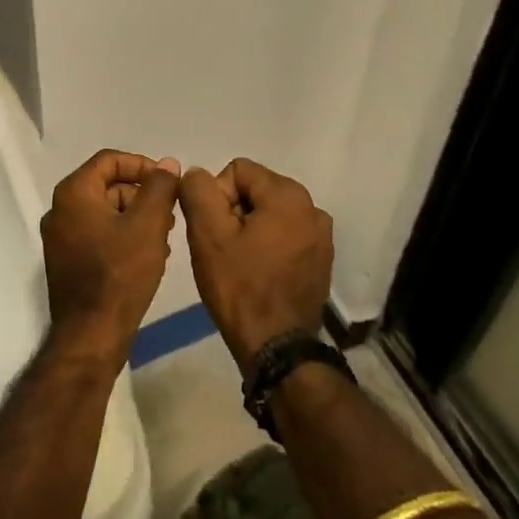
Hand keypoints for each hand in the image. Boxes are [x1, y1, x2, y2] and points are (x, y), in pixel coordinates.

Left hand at [40, 150, 181, 370]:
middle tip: (170, 215)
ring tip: (164, 238)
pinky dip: (122, 236)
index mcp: (73, 193)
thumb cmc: (121, 272)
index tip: (169, 183)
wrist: (92, 334)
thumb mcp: (149, 224)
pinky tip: (147, 256)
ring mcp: (60, 238)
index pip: (110, 160)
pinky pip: (97, 235)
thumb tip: (167, 164)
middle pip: (107, 186)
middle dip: (142, 195)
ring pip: (105, 212)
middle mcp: (59, 210)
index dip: (142, 165)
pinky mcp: (66, 262)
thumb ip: (160, 187)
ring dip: (136, 218)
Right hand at [179, 158, 333, 375]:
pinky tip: (258, 273)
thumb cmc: (240, 288)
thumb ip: (198, 192)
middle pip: (256, 190)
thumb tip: (197, 173)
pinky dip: (268, 245)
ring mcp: (321, 235)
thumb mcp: (207, 235)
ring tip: (239, 263)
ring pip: (270, 213)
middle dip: (234, 212)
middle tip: (222, 248)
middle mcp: (312, 208)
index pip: (238, 171)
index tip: (213, 231)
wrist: (277, 348)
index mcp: (289, 195)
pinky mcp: (321, 259)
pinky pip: (285, 235)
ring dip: (250, 230)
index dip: (216, 196)